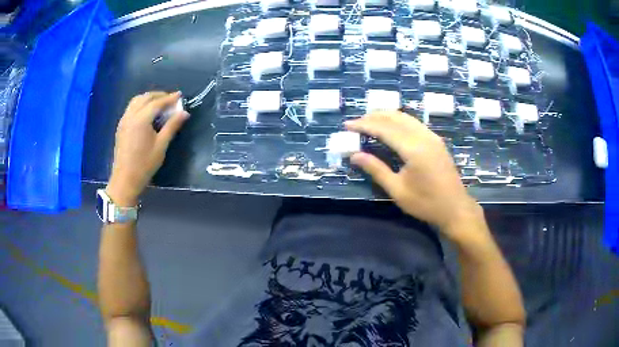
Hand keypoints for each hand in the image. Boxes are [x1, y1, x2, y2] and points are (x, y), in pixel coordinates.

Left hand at [106, 91, 188, 205]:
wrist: (125, 180)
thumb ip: (172, 126)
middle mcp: (131, 115)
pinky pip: (131, 108)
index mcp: (141, 119)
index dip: (170, 98)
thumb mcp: (161, 146)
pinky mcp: (121, 126)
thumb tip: (184, 113)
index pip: (157, 103)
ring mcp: (124, 120)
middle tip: (171, 99)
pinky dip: (141, 104)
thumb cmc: (144, 165)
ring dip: (149, 98)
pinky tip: (147, 112)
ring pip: (136, 100)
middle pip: (146, 97)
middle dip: (159, 95)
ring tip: (159, 103)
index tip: (180, 96)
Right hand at [345, 112, 482, 239]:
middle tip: (356, 122)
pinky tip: (392, 126)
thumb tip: (354, 155)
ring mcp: (432, 137)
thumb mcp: (398, 190)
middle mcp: (423, 137)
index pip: (383, 129)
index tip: (347, 125)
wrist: (455, 208)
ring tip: (370, 120)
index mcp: (413, 149)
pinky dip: (399, 120)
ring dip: (386, 116)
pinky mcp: (436, 141)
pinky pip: (414, 123)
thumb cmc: (426, 204)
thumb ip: (376, 169)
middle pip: (395, 117)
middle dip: (373, 116)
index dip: (364, 125)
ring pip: (406, 117)